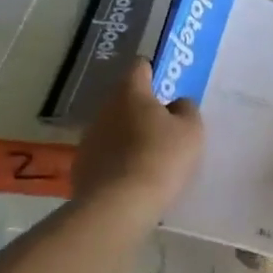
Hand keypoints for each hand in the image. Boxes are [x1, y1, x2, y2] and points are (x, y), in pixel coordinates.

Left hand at [72, 60, 203, 218]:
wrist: (119, 205)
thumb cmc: (161, 158)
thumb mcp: (191, 130)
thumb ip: (186, 109)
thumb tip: (176, 104)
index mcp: (130, 93)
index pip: (140, 67)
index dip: (154, 72)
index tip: (167, 87)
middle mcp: (104, 109)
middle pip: (125, 100)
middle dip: (143, 109)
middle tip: (165, 128)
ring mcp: (89, 138)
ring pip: (113, 128)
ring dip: (129, 136)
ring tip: (150, 158)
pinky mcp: (81, 166)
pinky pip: (105, 155)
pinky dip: (117, 161)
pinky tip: (132, 180)